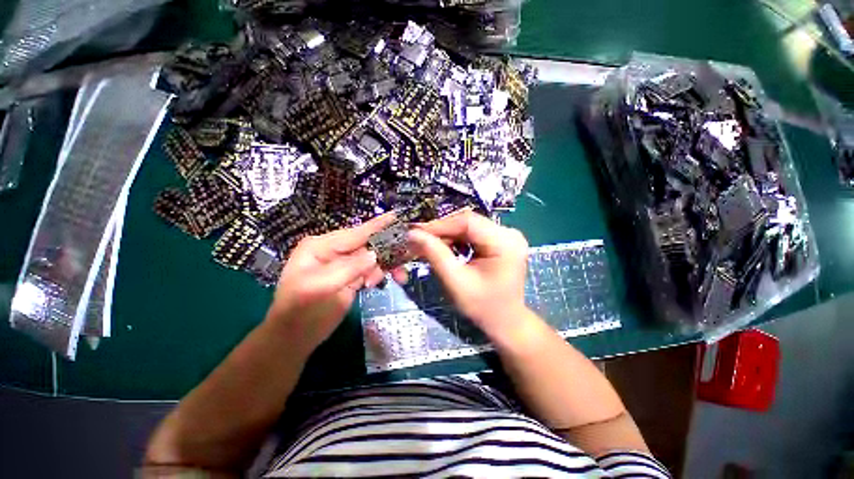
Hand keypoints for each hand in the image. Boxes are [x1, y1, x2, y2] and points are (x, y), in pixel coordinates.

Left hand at [265, 213, 395, 351]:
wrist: (295, 338)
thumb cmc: (300, 311)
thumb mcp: (321, 288)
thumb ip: (349, 269)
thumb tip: (374, 255)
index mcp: (322, 246)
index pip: (356, 233)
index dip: (378, 225)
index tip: (399, 216)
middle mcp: (335, 251)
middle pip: (368, 244)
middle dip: (388, 250)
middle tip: (409, 255)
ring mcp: (344, 264)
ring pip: (373, 258)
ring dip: (387, 266)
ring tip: (400, 277)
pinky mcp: (352, 277)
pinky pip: (371, 270)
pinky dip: (380, 274)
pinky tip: (377, 284)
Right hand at [407, 211, 534, 342]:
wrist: (506, 322)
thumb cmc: (483, 307)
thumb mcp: (456, 282)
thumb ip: (435, 255)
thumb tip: (413, 234)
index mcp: (504, 242)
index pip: (467, 222)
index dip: (439, 224)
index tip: (416, 231)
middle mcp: (509, 233)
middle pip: (468, 222)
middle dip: (441, 231)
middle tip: (419, 239)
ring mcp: (506, 236)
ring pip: (468, 227)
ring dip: (447, 235)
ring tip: (429, 245)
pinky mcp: (500, 241)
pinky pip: (473, 233)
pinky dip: (456, 239)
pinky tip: (445, 248)